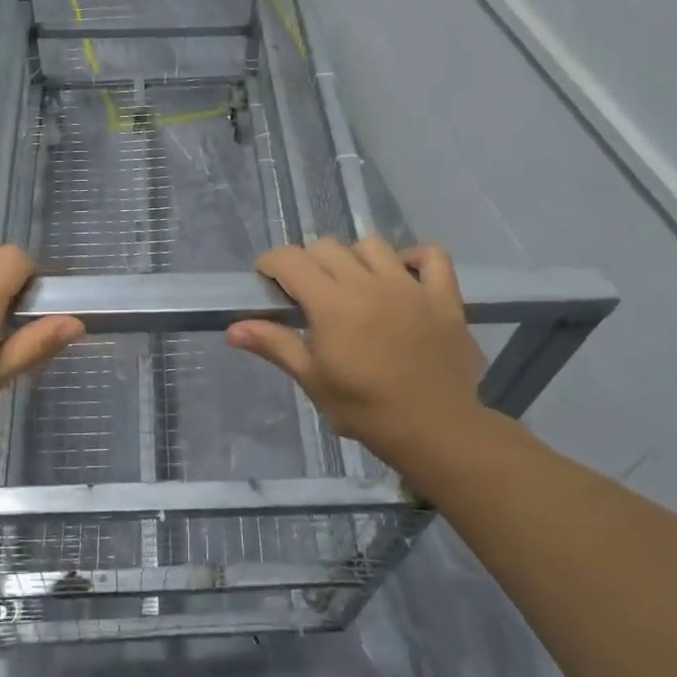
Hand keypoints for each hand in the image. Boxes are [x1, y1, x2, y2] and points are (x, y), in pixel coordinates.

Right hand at [227, 237, 494, 468]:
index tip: (267, 282)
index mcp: (332, 303)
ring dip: (353, 258)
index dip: (272, 264)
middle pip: (327, 247)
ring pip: (372, 245)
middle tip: (307, 294)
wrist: (437, 431)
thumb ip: (276, 345)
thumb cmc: (367, 410)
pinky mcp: (443, 296)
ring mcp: (409, 285)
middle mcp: (368, 283)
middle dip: (308, 262)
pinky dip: (414, 257)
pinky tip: (402, 275)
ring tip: (352, 285)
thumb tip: (232, 328)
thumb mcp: (314, 380)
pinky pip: (431, 256)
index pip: (291, 260)